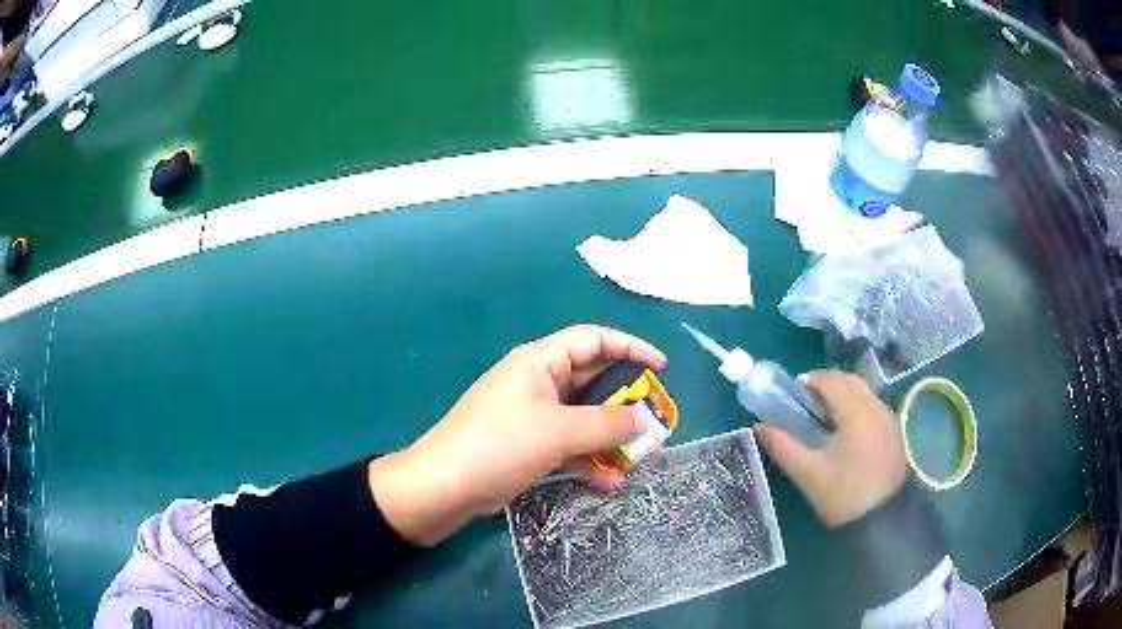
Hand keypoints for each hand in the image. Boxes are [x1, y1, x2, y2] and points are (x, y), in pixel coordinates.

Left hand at [368, 325, 665, 545]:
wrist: (443, 487)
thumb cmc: (500, 445)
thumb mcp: (559, 431)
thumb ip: (607, 423)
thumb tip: (644, 420)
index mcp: (540, 362)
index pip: (593, 339)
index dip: (630, 348)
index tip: (661, 368)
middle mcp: (537, 383)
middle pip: (591, 381)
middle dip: (624, 402)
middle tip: (653, 422)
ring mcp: (531, 416)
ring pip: (582, 417)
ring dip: (609, 435)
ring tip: (639, 456)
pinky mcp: (527, 445)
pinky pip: (567, 445)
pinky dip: (588, 459)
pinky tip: (610, 481)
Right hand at [755, 371, 906, 527]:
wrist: (881, 520)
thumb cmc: (842, 494)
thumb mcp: (808, 473)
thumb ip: (783, 447)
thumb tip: (760, 427)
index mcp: (855, 412)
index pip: (831, 381)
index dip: (811, 380)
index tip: (793, 390)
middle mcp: (875, 407)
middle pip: (851, 381)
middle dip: (828, 383)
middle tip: (808, 399)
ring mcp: (889, 419)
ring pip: (865, 392)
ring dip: (844, 393)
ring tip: (826, 414)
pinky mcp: (895, 433)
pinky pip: (873, 406)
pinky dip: (857, 406)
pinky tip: (847, 429)